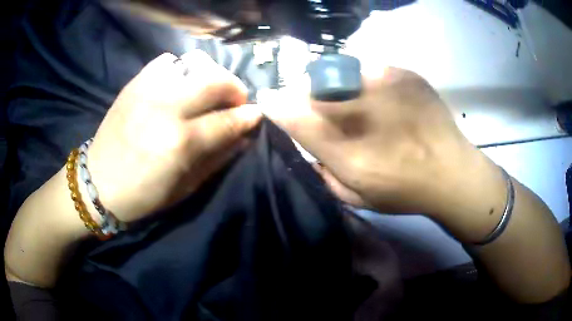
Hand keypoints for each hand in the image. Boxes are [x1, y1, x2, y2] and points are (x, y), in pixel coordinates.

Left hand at [87, 51, 261, 221]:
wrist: (98, 183)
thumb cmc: (143, 195)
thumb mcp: (185, 188)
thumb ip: (217, 159)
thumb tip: (243, 137)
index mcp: (180, 142)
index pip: (227, 120)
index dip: (248, 116)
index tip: (256, 114)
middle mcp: (166, 108)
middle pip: (215, 80)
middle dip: (234, 87)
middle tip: (235, 100)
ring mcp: (148, 90)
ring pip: (194, 63)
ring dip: (209, 76)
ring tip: (205, 92)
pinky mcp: (134, 83)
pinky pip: (167, 62)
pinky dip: (180, 70)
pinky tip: (177, 85)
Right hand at [263, 68, 505, 225]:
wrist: (452, 173)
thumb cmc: (404, 191)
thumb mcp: (355, 195)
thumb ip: (323, 171)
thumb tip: (308, 145)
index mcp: (345, 147)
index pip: (292, 113)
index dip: (276, 104)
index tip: (270, 101)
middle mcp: (361, 108)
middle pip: (311, 84)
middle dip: (305, 93)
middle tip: (318, 106)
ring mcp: (385, 82)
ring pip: (339, 70)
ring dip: (335, 85)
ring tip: (354, 101)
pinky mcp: (404, 72)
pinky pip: (368, 67)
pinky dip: (365, 80)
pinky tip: (380, 97)